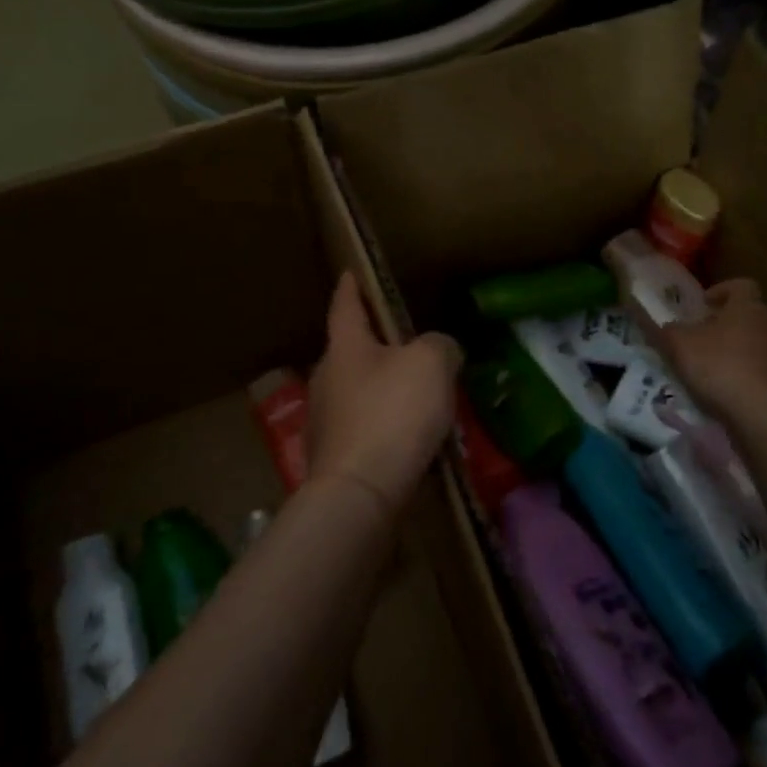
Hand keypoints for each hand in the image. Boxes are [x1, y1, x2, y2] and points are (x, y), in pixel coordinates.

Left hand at [307, 272, 462, 512]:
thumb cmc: (392, 414)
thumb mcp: (430, 364)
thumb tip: (440, 351)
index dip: (352, 287)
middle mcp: (327, 378)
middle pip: (352, 351)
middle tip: (409, 345)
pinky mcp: (335, 456)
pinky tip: (410, 439)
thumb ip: (440, 345)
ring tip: (419, 397)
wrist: (359, 494)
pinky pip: (365, 428)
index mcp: (345, 347)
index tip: (351, 272)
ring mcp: (326, 420)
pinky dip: (386, 425)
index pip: (345, 305)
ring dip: (385, 389)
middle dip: (377, 345)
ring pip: (360, 391)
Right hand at [654, 278, 766, 422]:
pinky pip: (761, 373)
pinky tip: (725, 395)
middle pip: (747, 316)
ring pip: (755, 345)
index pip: (740, 286)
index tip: (702, 305)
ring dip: (734, 353)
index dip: (720, 291)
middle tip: (698, 339)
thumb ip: (665, 330)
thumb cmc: (721, 367)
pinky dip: (744, 379)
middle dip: (723, 326)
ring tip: (708, 372)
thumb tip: (659, 323)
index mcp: (748, 306)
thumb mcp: (679, 346)